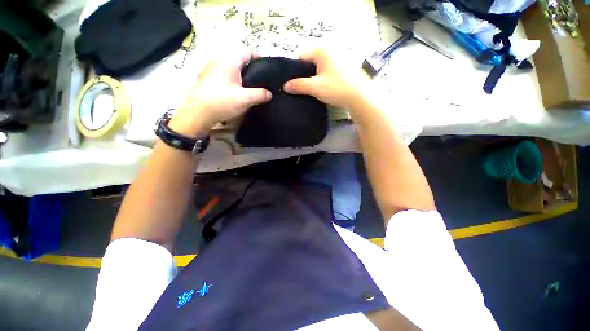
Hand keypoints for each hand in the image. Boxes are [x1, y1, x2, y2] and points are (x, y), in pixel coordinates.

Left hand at [169, 52, 271, 136]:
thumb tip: (269, 93)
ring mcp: (211, 70)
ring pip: (231, 69)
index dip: (258, 58)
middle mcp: (219, 61)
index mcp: (229, 62)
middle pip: (239, 61)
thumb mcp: (245, 99)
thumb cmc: (222, 102)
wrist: (198, 113)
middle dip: (251, 69)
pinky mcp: (207, 80)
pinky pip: (224, 75)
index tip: (267, 68)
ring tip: (249, 87)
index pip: (247, 53)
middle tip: (260, 81)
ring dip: (241, 75)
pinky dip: (233, 80)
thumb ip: (260, 95)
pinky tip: (236, 92)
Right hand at [283, 49, 368, 109]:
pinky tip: (322, 89)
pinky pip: (326, 71)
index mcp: (322, 49)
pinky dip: (322, 79)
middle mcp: (330, 50)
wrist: (359, 97)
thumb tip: (285, 86)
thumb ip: (298, 85)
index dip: (296, 71)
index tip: (295, 84)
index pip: (301, 57)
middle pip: (310, 62)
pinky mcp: (342, 68)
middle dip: (305, 75)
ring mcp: (337, 58)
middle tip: (303, 89)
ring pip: (318, 68)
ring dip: (313, 78)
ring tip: (312, 90)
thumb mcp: (315, 87)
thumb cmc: (336, 88)